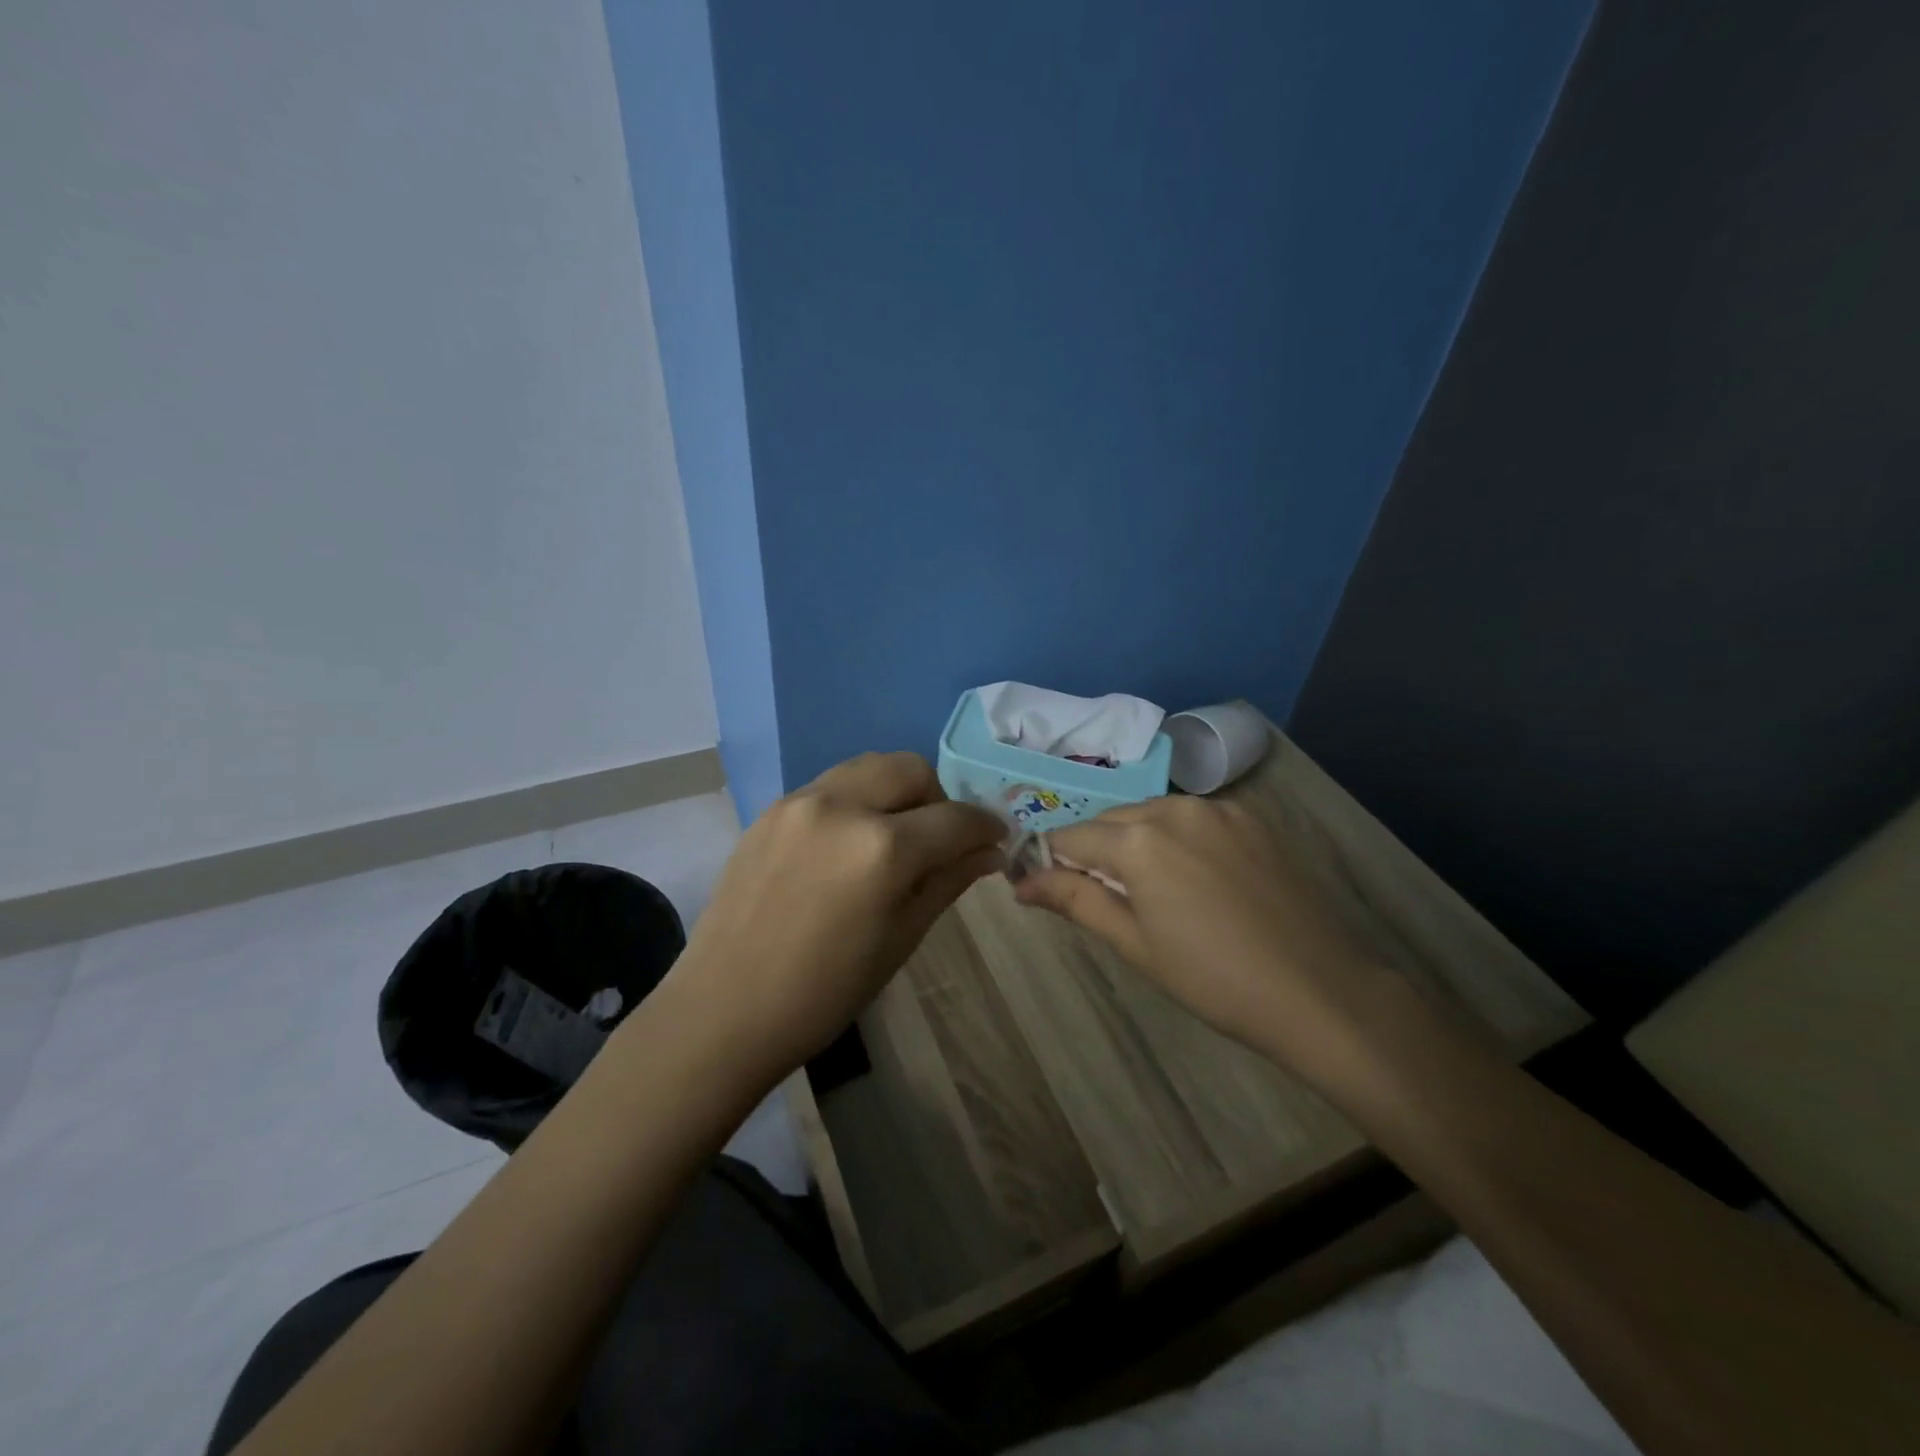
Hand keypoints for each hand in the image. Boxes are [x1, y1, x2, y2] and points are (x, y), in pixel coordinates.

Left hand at [669, 753, 1005, 1080]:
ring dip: (896, 791)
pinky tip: (847, 844)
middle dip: (938, 798)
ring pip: (869, 766)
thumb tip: (989, 852)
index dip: (985, 827)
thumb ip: (947, 881)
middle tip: (938, 840)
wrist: (725, 1009)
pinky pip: (831, 785)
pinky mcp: (771, 809)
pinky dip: (856, 800)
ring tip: (893, 836)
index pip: (955, 818)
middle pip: (911, 768)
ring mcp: (799, 801)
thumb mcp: (901, 939)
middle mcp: (841, 806)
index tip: (996, 840)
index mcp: (882, 848)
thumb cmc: (825, 992)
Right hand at [1015, 796, 1384, 1071]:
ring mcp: (1217, 809)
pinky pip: (1192, 818)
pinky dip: (1176, 837)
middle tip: (1099, 897)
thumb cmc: (1212, 979)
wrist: (1317, 990)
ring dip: (1134, 841)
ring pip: (1150, 814)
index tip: (1042, 886)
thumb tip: (1021, 882)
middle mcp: (1173, 808)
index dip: (1049, 861)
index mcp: (1138, 841)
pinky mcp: (1250, 817)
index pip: (1069, 838)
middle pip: (1109, 821)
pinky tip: (1194, 877)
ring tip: (1149, 890)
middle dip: (1092, 851)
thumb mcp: (1134, 944)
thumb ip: (1074, 901)